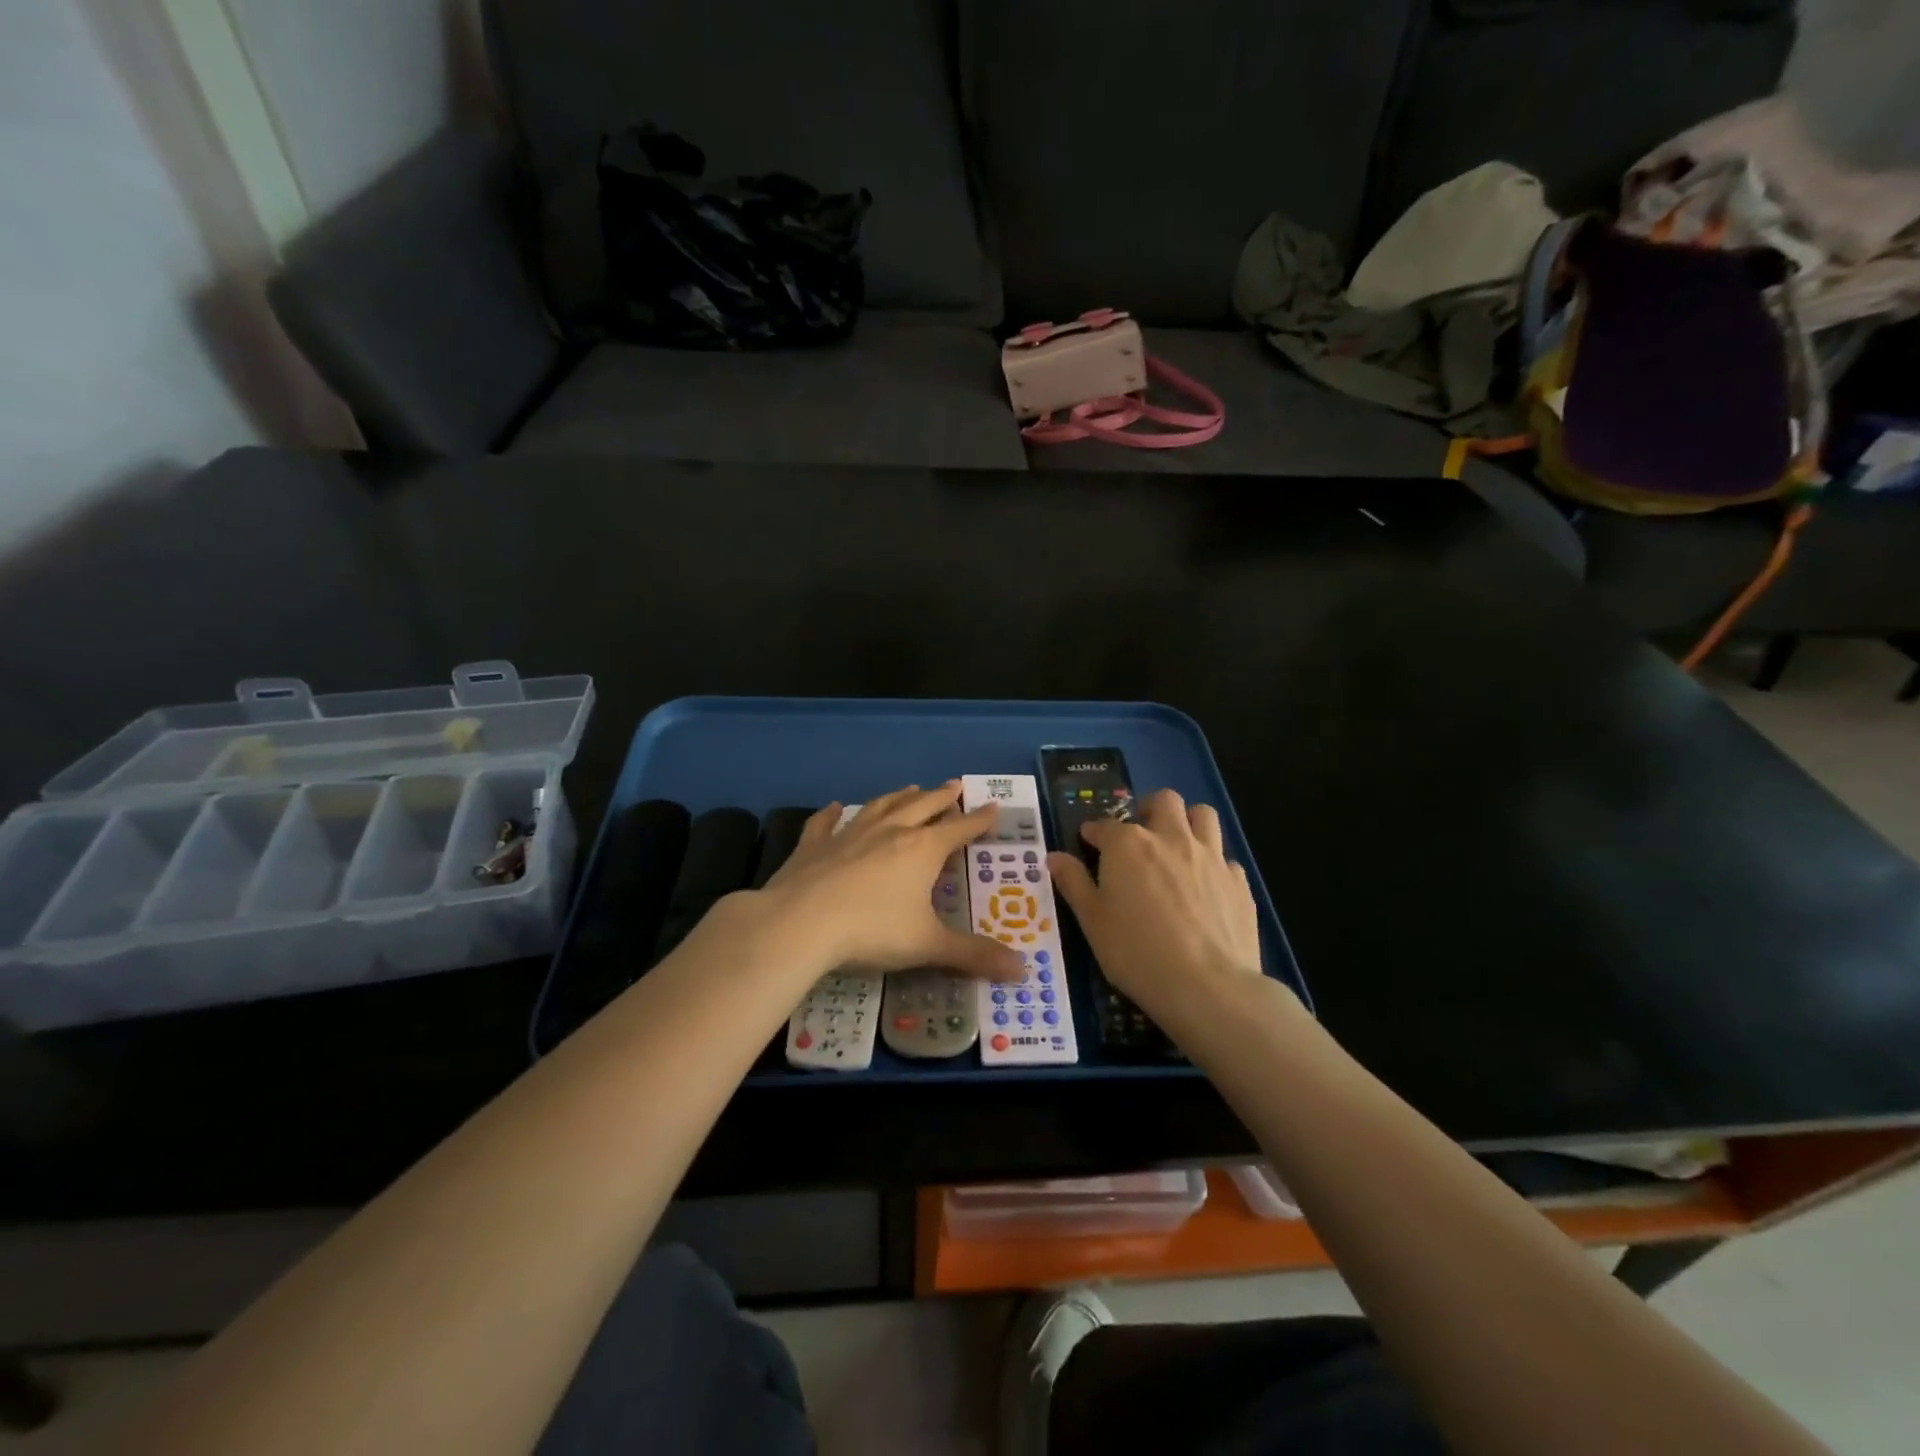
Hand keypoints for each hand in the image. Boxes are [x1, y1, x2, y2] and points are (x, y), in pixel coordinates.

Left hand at [754, 783, 1024, 982]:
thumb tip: (1024, 972)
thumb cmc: (872, 931)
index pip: (958, 829)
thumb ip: (974, 955)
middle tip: (955, 785)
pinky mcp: (814, 846)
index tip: (993, 806)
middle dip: (942, 797)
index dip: (978, 820)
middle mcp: (889, 832)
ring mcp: (849, 835)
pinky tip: (834, 806)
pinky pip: (825, 823)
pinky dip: (831, 814)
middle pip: (922, 807)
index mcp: (921, 850)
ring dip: (898, 797)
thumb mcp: (928, 945)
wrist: (800, 923)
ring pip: (880, 807)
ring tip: (911, 788)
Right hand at [1047, 789, 1266, 1022]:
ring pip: (1203, 815)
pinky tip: (1206, 886)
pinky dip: (1213, 862)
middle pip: (1164, 801)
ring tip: (1178, 843)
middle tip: (1140, 831)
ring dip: (1188, 821)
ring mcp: (1210, 856)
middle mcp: (1171, 838)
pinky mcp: (1239, 881)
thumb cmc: (1136, 952)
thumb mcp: (1092, 920)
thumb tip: (1055, 856)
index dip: (1094, 832)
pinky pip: (1225, 857)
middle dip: (1148, 808)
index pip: (1105, 825)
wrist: (1207, 986)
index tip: (1089, 842)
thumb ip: (1074, 883)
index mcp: (1129, 845)